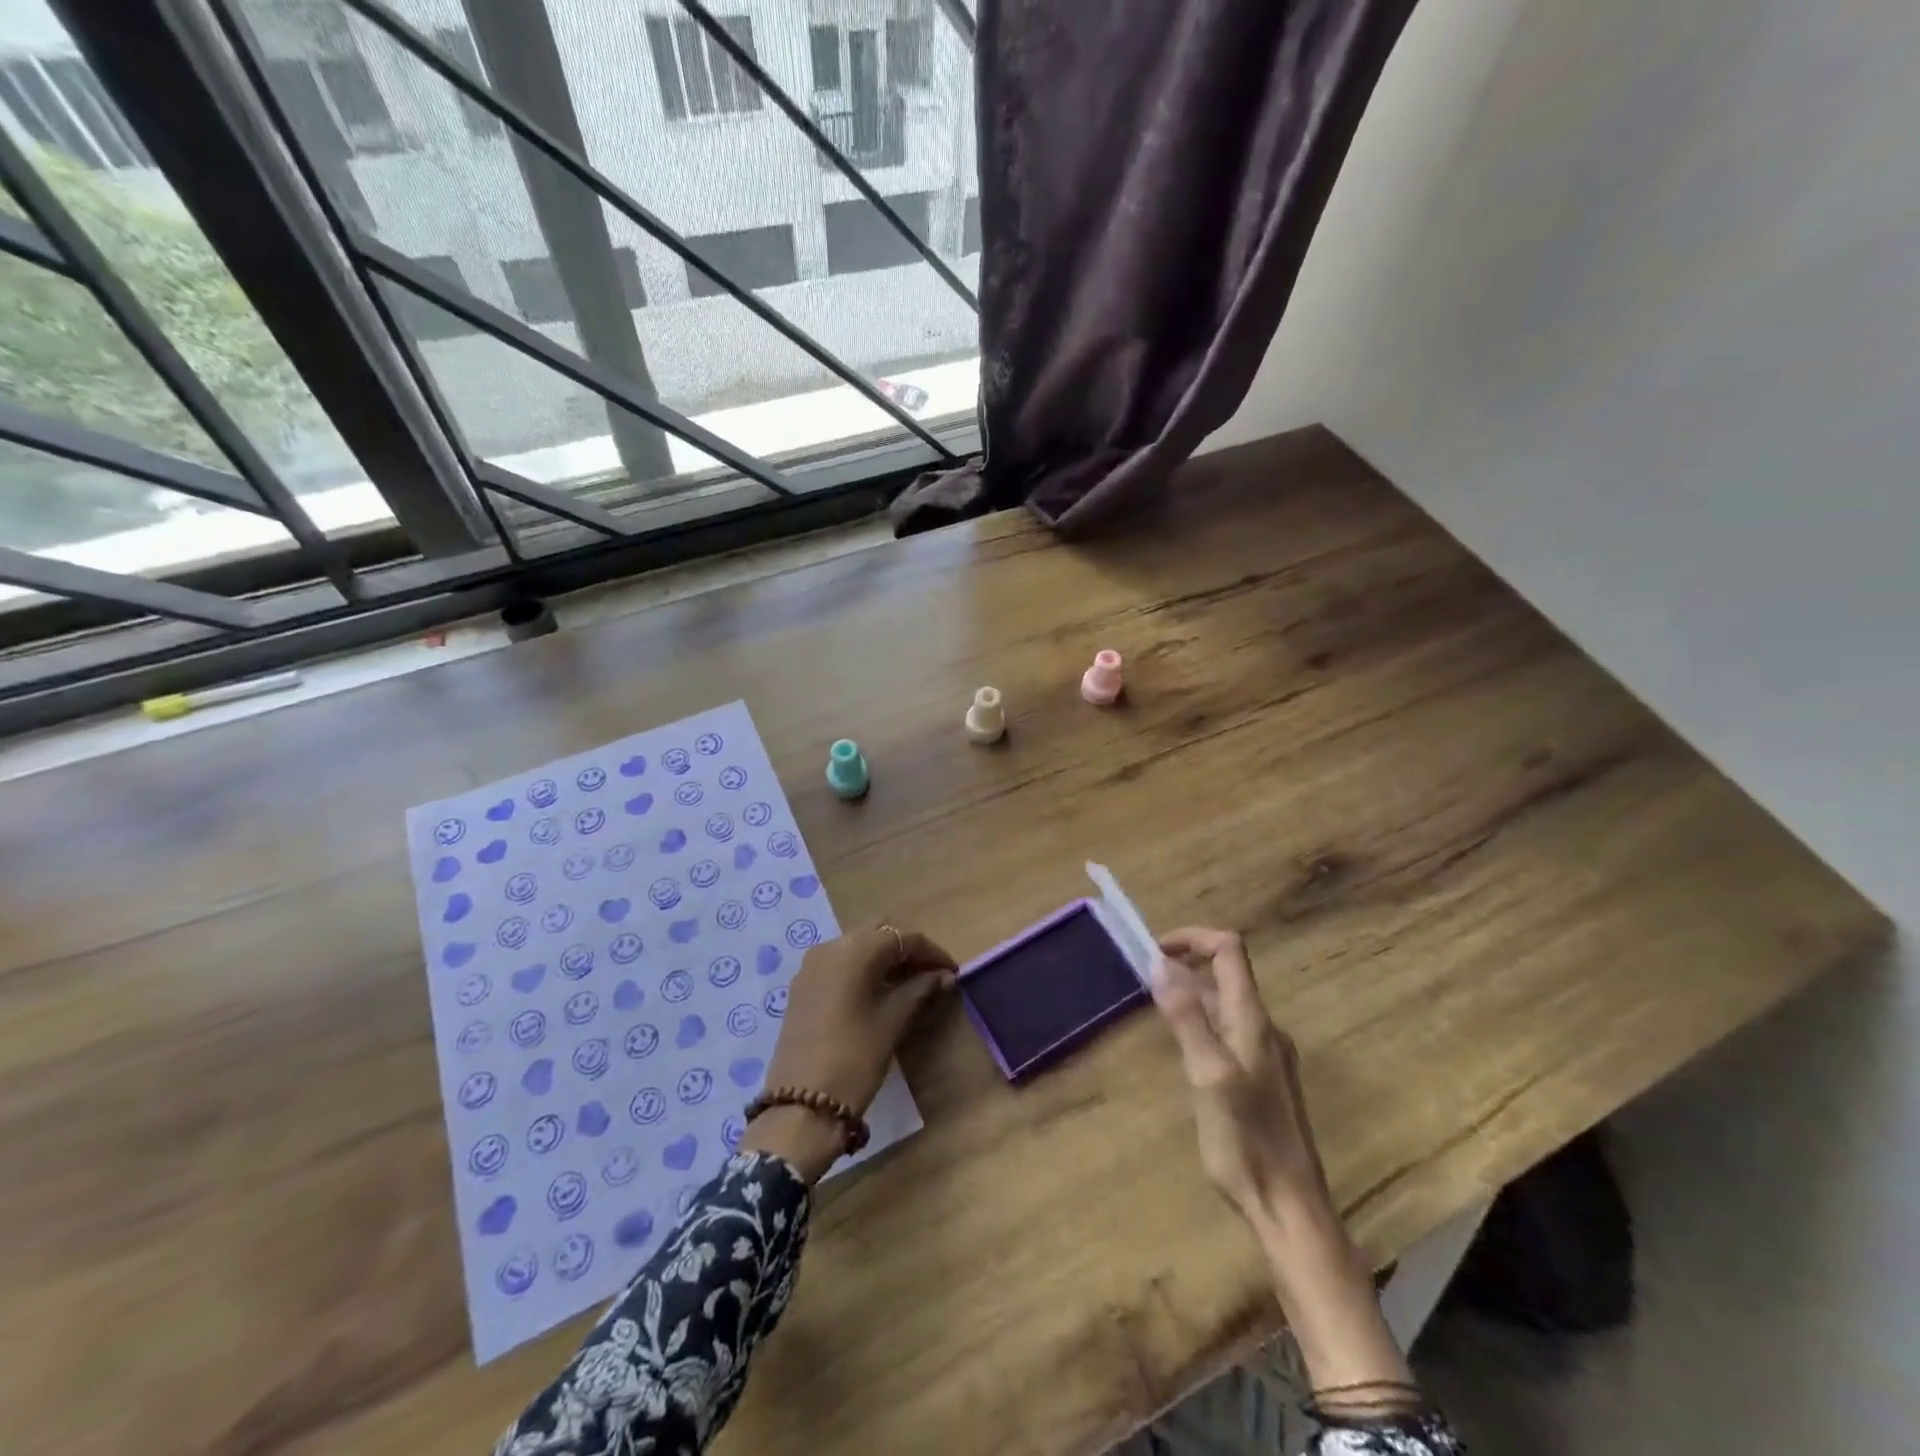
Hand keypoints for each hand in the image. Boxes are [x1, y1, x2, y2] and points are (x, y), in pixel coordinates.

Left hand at [742, 924, 955, 1180]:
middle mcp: (831, 946)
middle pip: (878, 933)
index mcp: (856, 949)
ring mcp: (811, 965)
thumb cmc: (855, 1058)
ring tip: (908, 984)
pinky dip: (861, 968)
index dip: (932, 952)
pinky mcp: (802, 986)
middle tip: (930, 975)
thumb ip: (920, 989)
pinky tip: (877, 992)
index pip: (904, 938)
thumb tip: (944, 975)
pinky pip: (839, 963)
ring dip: (883, 958)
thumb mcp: (893, 1020)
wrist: (801, 1105)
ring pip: (857, 946)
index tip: (952, 972)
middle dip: (906, 949)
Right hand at [1151, 927, 1415, 1399]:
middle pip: (1225, 974)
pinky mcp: (1260, 1080)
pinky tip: (1181, 1049)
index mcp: (1253, 1020)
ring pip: (1224, 1005)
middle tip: (1143, 980)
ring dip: (1190, 995)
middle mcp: (1263, 1028)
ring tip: (1154, 1009)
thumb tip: (1161, 963)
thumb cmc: (1246, 1141)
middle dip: (1184, 965)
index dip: (1192, 937)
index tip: (1153, 950)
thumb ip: (1187, 1017)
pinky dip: (1200, 1023)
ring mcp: (1264, 1055)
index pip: (1229, 950)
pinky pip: (1227, 1032)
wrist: (1290, 1208)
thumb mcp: (1208, 1074)